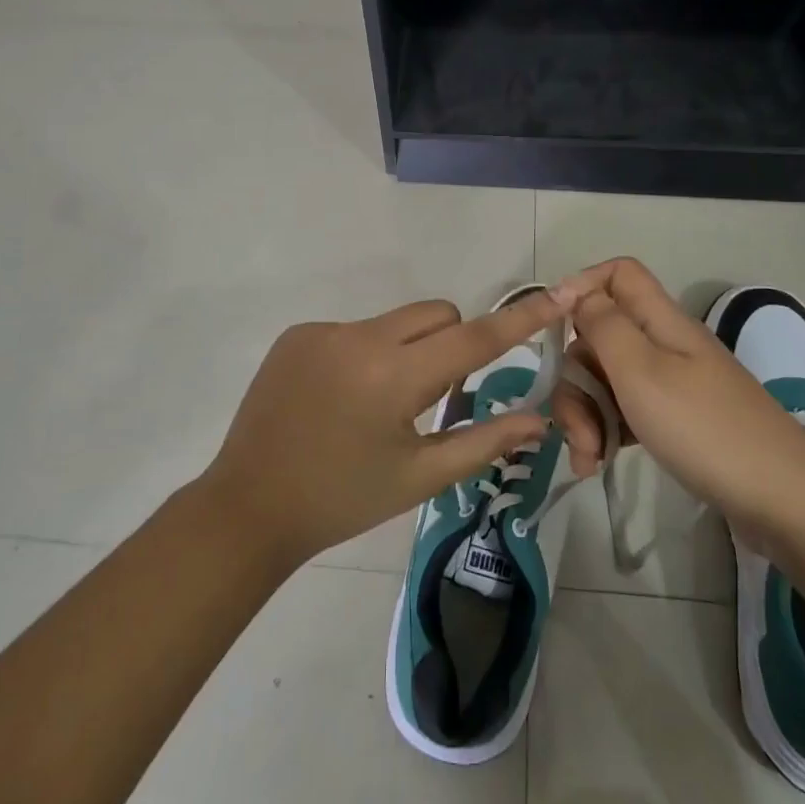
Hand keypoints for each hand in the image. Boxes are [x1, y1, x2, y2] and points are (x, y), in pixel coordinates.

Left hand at [201, 294, 564, 566]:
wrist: (248, 507)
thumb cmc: (342, 500)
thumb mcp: (419, 477)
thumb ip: (483, 442)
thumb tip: (539, 419)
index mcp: (393, 376)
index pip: (473, 338)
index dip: (518, 319)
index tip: (555, 295)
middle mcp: (359, 338)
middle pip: (435, 315)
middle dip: (451, 343)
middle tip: (433, 397)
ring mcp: (323, 331)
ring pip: (394, 322)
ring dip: (405, 351)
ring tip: (375, 406)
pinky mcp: (297, 334)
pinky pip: (354, 330)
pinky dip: (365, 354)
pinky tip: (339, 400)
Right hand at [551, 259, 804, 538]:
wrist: (784, 502)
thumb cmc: (705, 429)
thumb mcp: (641, 370)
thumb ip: (603, 324)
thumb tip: (573, 289)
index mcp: (660, 321)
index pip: (618, 274)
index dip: (582, 287)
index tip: (553, 328)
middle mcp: (664, 344)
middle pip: (600, 335)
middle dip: (575, 378)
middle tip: (576, 429)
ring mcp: (672, 384)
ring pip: (607, 377)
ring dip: (585, 414)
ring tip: (588, 459)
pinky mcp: (675, 420)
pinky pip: (625, 410)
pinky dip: (605, 432)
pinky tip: (599, 463)